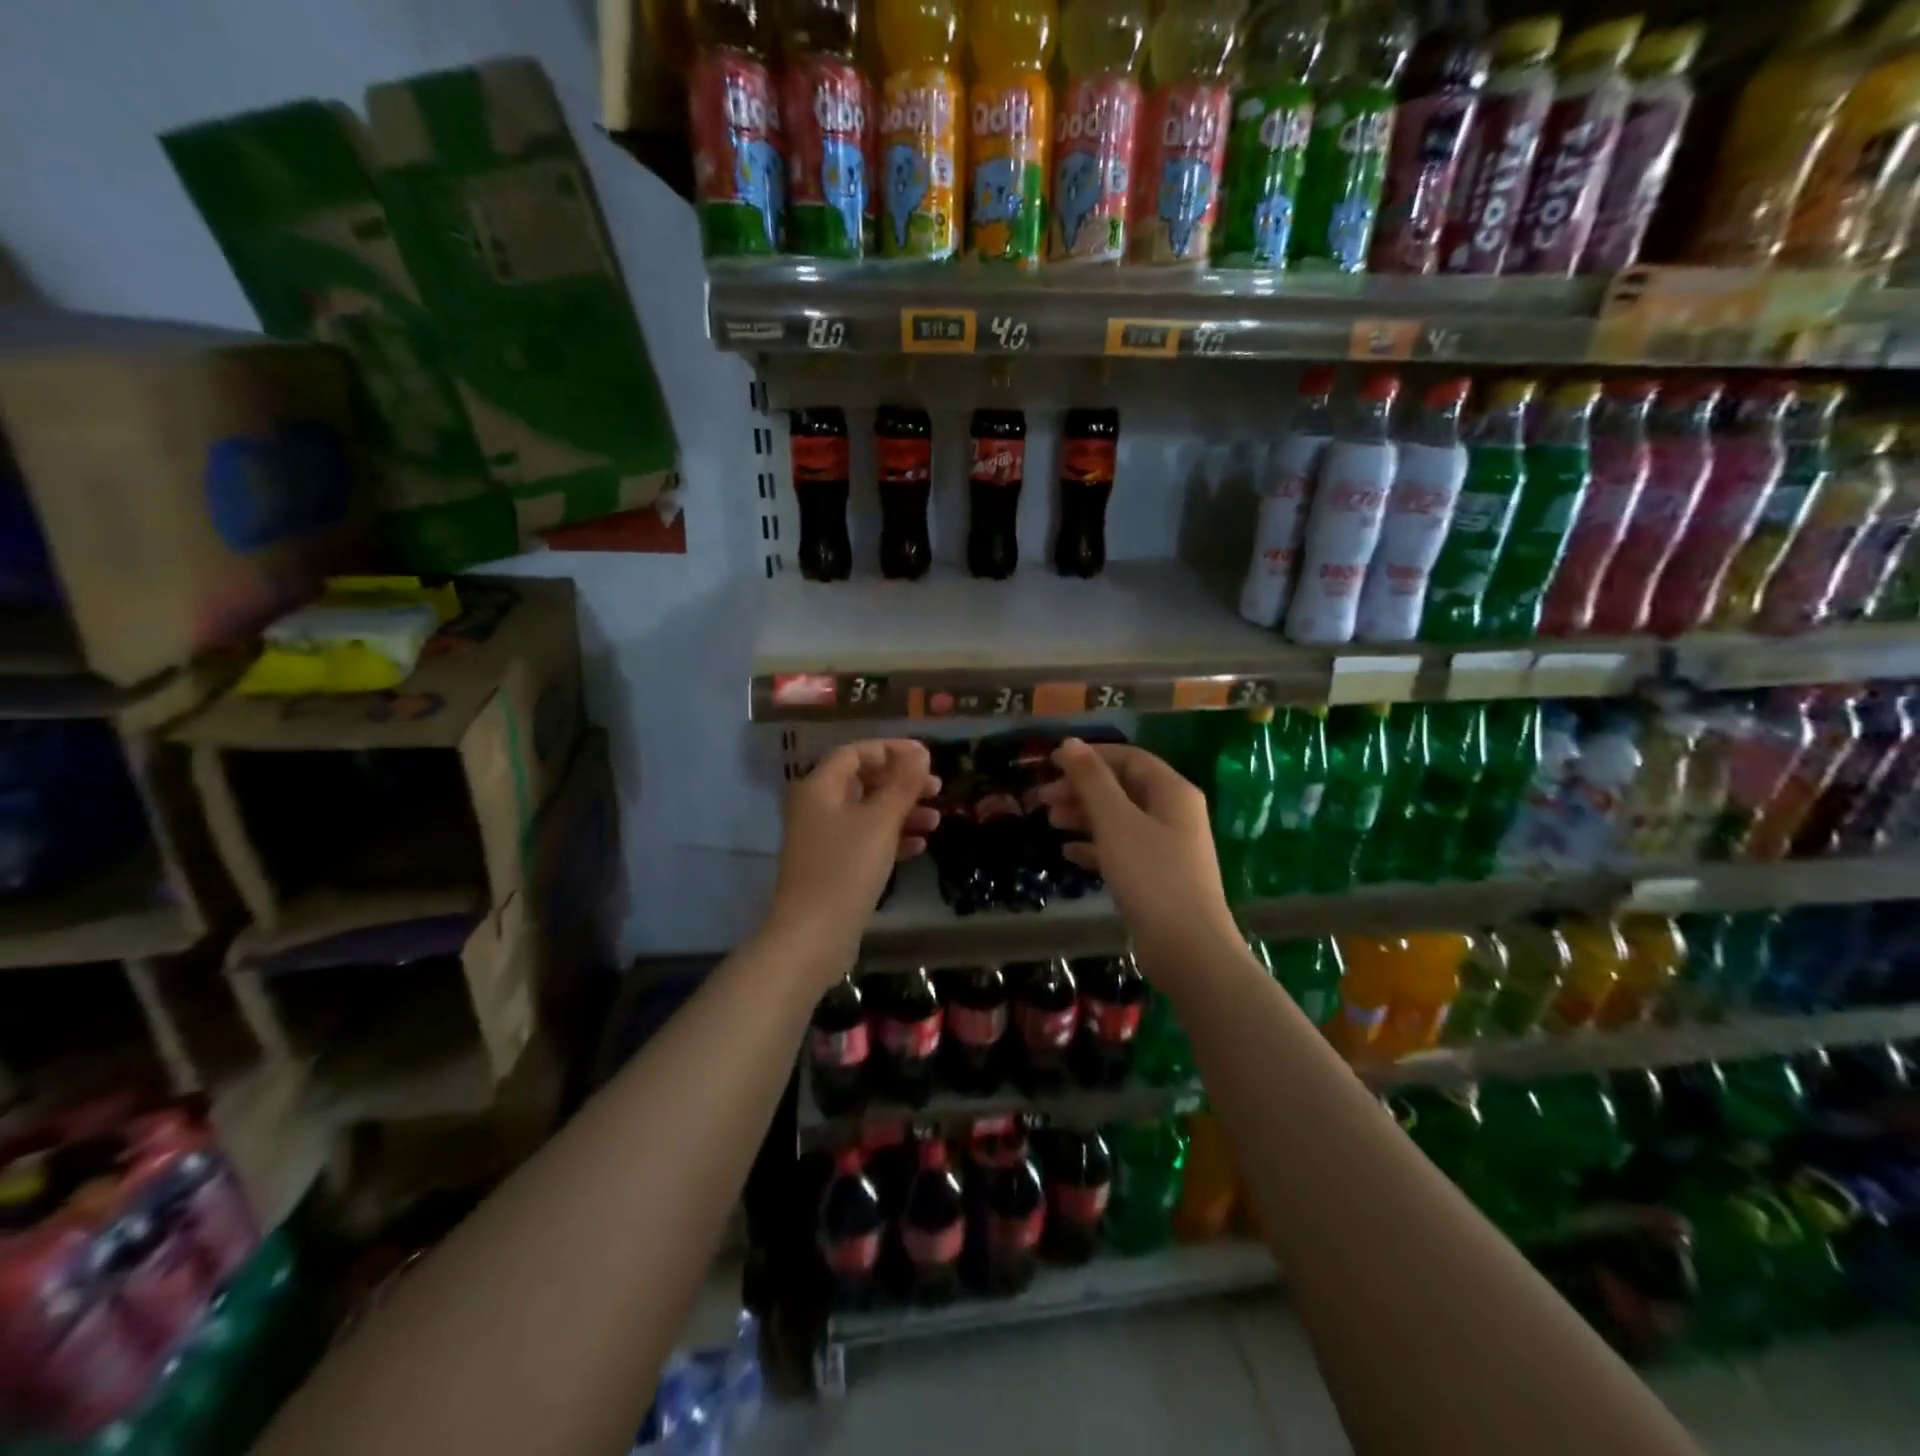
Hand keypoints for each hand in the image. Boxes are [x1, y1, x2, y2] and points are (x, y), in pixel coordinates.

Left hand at [767, 739, 939, 962]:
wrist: (813, 935)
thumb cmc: (846, 868)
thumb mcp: (880, 821)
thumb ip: (902, 783)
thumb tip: (920, 752)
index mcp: (818, 787)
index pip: (855, 753)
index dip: (891, 750)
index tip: (926, 757)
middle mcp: (815, 808)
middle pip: (862, 781)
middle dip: (901, 783)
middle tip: (936, 788)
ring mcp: (822, 839)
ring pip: (867, 813)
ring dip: (901, 812)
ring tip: (935, 821)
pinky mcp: (832, 866)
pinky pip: (864, 841)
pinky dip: (891, 838)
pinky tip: (919, 847)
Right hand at [1037, 739, 1236, 964]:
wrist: (1188, 949)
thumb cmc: (1152, 876)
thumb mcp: (1116, 822)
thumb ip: (1092, 781)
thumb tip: (1069, 743)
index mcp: (1172, 792)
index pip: (1128, 758)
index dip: (1090, 757)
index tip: (1051, 764)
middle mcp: (1173, 813)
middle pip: (1122, 788)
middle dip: (1081, 789)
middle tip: (1042, 799)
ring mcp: (1166, 847)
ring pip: (1119, 820)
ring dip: (1084, 817)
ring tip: (1050, 823)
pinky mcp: (1157, 878)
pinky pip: (1121, 850)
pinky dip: (1095, 847)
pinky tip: (1068, 854)